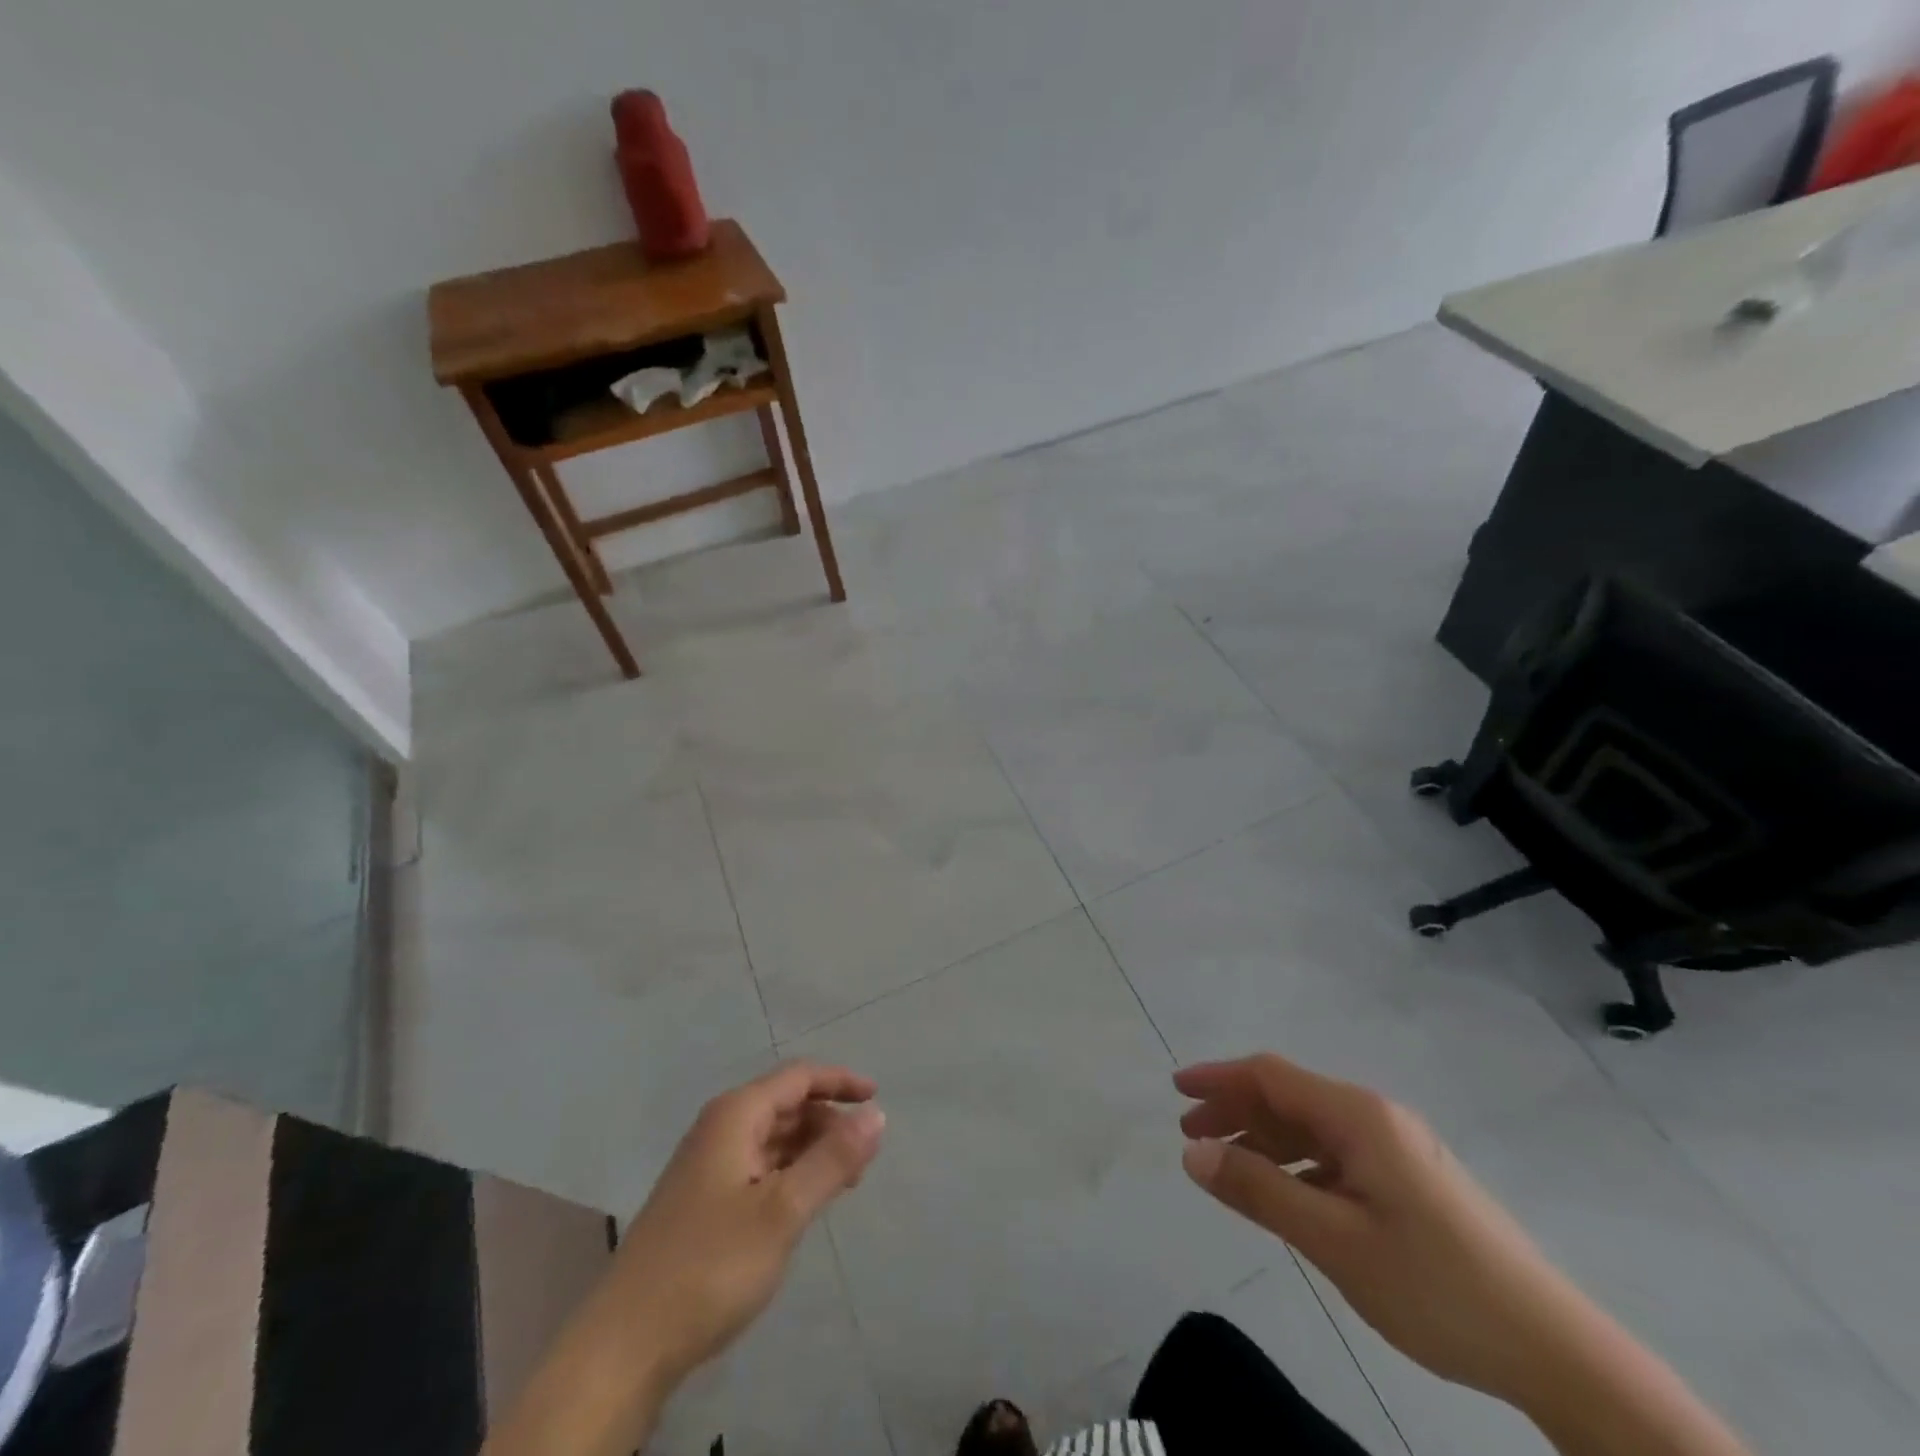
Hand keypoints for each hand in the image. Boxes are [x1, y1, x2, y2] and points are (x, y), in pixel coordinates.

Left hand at [606, 1061, 885, 1390]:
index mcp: (736, 1115)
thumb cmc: (710, 1265)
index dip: (840, 1082)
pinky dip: (788, 1174)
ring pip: (772, 1138)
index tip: (877, 1099)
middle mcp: (719, 1128)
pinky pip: (758, 1167)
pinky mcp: (702, 1202)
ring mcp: (707, 1166)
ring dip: (810, 1150)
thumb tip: (877, 1114)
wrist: (624, 1346)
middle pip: (786, 1104)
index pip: (799, 1077)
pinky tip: (802, 1204)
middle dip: (827, 1122)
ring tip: (842, 1182)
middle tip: (863, 1157)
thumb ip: (833, 1159)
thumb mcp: (783, 1211)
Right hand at [1175, 1054, 1598, 1408]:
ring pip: (1311, 1128)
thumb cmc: (1434, 1284)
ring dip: (1264, 1140)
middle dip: (1235, 1110)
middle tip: (1191, 1137)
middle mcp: (1376, 1118)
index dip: (1219, 1077)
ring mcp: (1397, 1148)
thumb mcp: (1334, 1240)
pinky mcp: (1410, 1179)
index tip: (1176, 1090)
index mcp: (1358, 1116)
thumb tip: (1193, 1155)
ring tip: (1227, 1167)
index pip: (1271, 1075)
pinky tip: (1285, 1194)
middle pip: (1289, 1097)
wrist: (1553, 1348)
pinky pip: (1335, 1154)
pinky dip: (1297, 1164)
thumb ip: (1260, 1191)